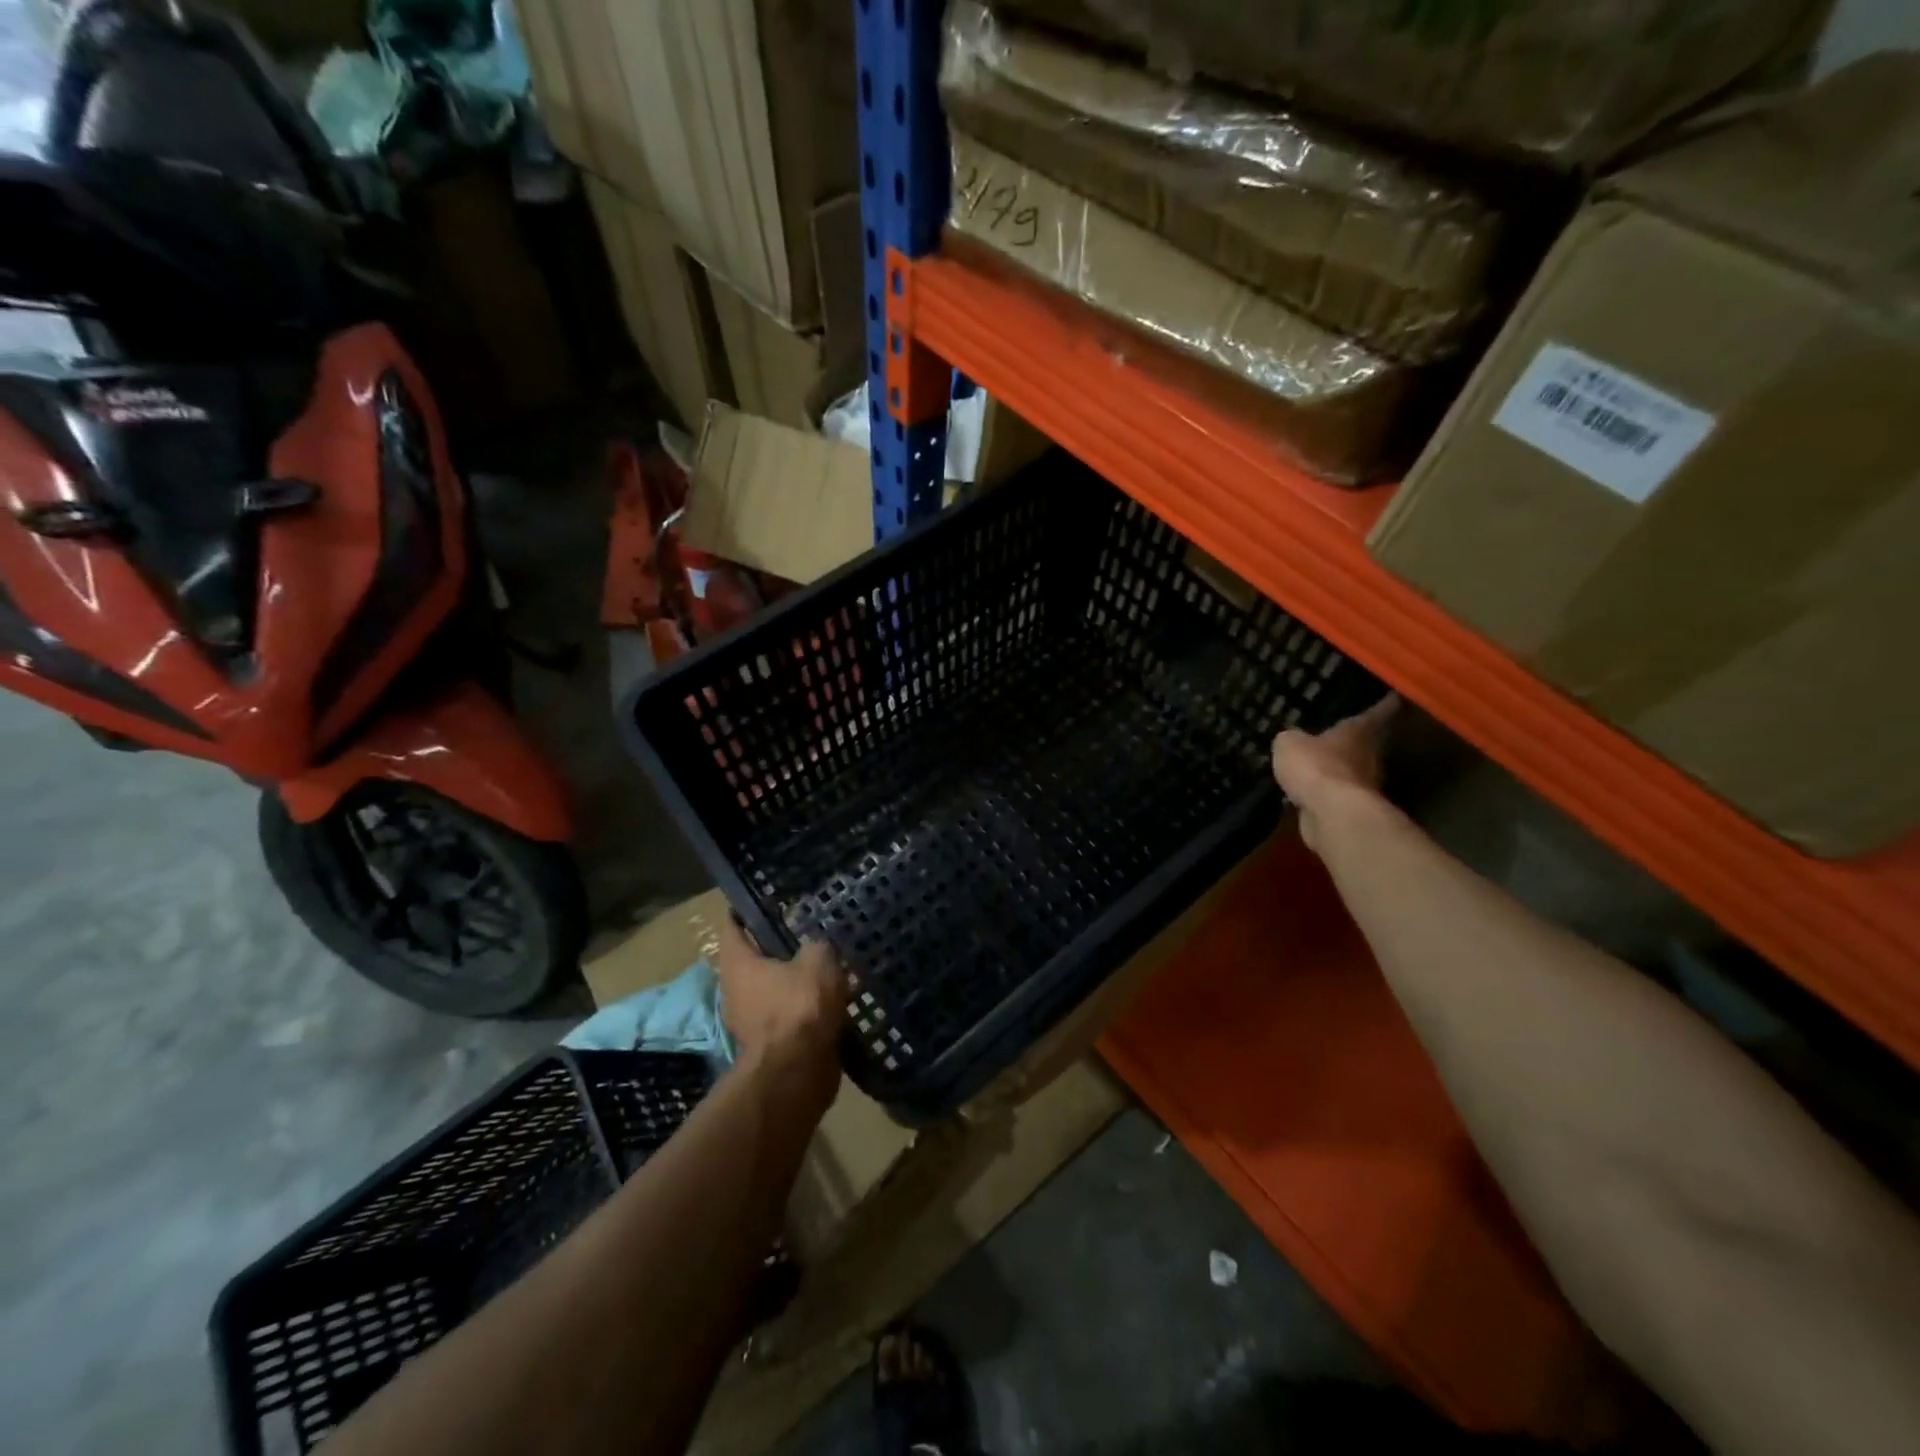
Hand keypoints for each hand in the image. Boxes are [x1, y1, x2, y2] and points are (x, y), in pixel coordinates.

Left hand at [714, 915, 845, 1103]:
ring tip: (829, 964)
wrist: (798, 1073)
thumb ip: (817, 945)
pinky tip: (834, 998)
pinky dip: (806, 1007)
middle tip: (809, 929)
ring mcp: (750, 1020)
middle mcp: (735, 990)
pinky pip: (788, 1014)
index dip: (748, 909)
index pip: (733, 925)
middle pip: (755, 958)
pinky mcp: (770, 1043)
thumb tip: (817, 946)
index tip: (768, 897)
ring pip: (774, 988)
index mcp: (737, 964)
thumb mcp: (818, 960)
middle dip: (779, 946)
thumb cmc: (799, 1007)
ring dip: (796, 979)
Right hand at [1272, 694, 1398, 852]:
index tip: (1393, 696)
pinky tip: (1306, 792)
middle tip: (1338, 733)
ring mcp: (1364, 785)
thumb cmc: (1316, 766)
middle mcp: (1369, 756)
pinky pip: (1335, 795)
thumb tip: (1292, 741)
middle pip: (1368, 744)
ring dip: (1338, 770)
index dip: (1384, 704)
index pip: (1377, 712)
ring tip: (1316, 764)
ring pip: (1351, 771)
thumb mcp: (1290, 744)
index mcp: (1359, 732)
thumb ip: (1292, 739)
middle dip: (1355, 740)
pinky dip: (1324, 793)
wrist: (1331, 814)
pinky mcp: (1351, 810)